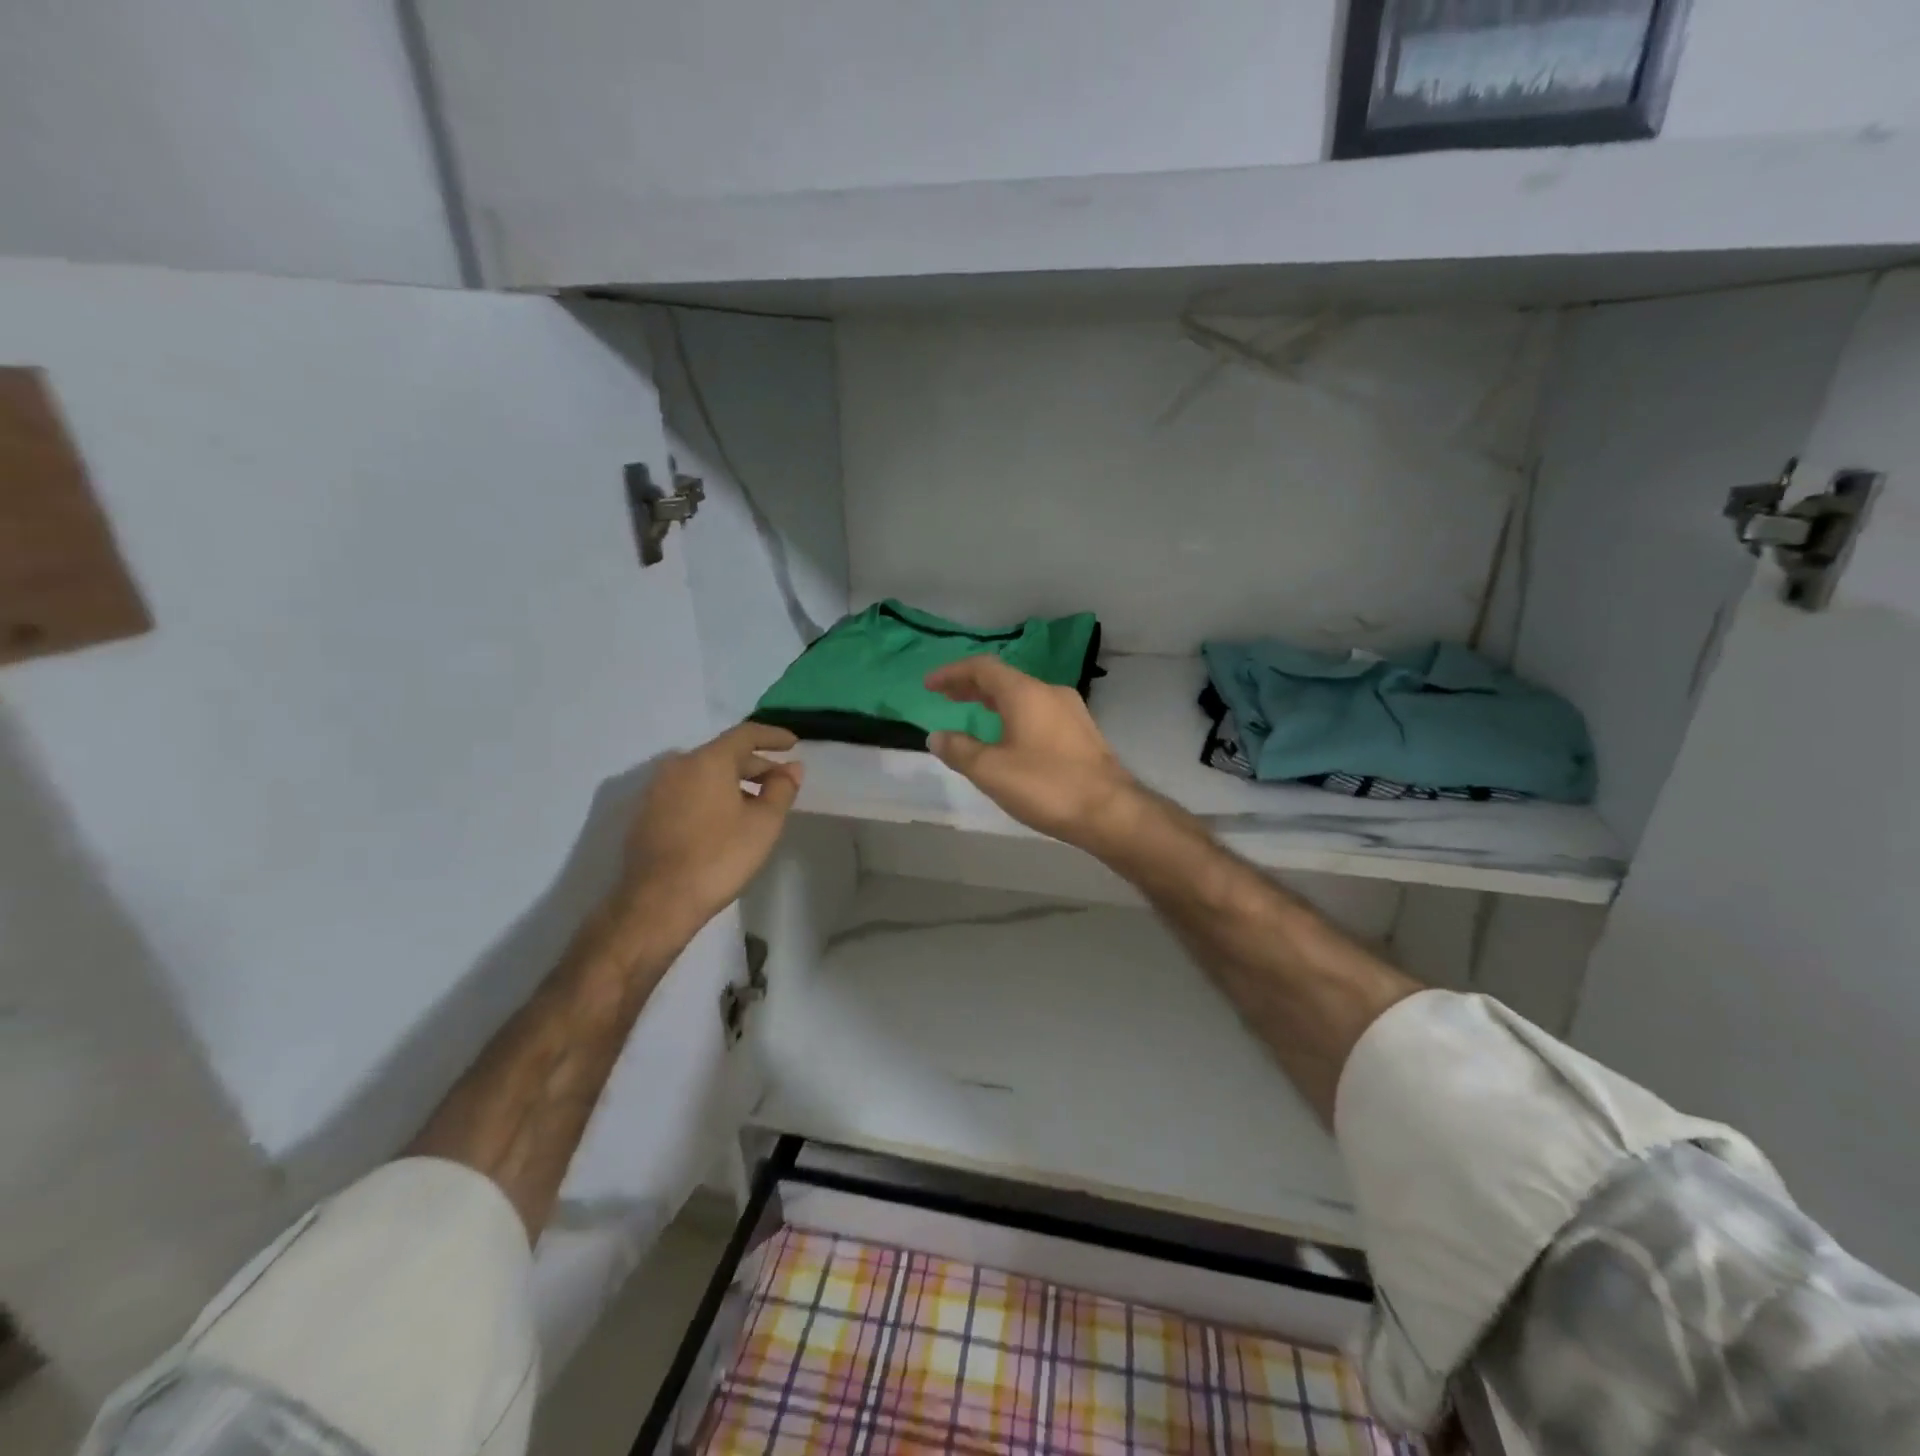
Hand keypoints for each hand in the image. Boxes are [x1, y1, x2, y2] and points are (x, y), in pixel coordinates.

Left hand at [614, 723, 803, 945]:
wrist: (658, 901)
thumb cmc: (719, 856)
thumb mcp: (764, 823)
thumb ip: (782, 789)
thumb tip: (792, 768)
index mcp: (707, 760)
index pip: (745, 734)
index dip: (773, 736)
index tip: (794, 743)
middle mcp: (678, 766)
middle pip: (723, 754)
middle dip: (756, 764)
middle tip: (781, 781)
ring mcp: (657, 789)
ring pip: (704, 774)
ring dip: (733, 781)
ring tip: (757, 803)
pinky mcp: (647, 813)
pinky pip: (688, 791)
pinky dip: (712, 795)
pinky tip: (726, 819)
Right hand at [925, 657, 1138, 848]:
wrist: (1110, 811)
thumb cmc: (1046, 786)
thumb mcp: (991, 771)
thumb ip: (959, 750)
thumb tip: (937, 736)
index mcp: (1025, 693)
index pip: (982, 667)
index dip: (952, 673)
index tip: (929, 685)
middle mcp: (1049, 692)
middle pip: (1003, 679)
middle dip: (971, 685)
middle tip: (946, 696)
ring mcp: (1070, 711)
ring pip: (1023, 695)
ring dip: (994, 700)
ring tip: (972, 713)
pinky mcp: (1081, 732)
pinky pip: (1038, 711)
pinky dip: (1014, 714)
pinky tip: (1009, 737)